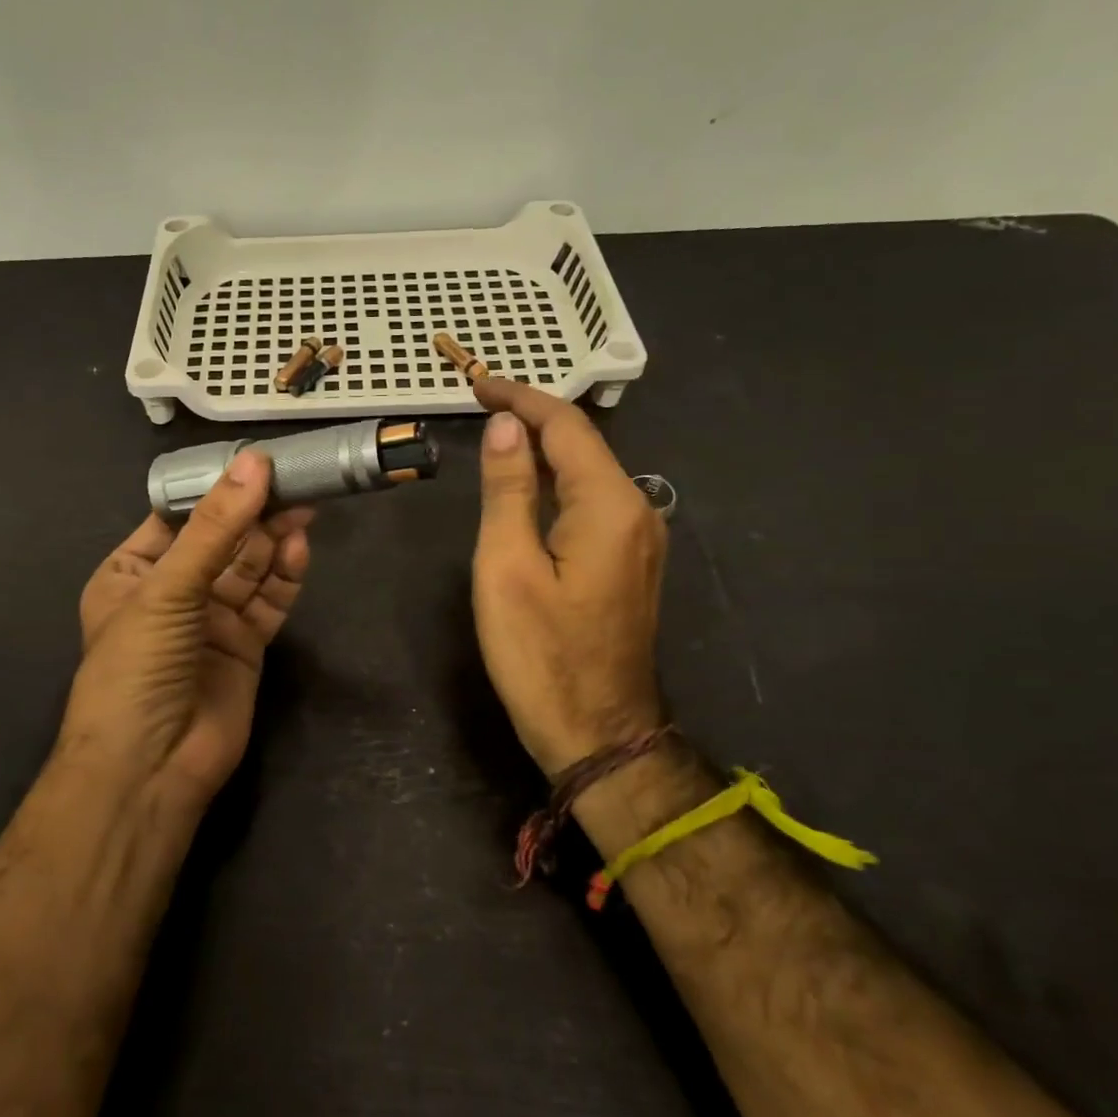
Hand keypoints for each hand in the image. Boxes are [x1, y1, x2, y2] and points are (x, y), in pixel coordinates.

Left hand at [59, 448, 313, 807]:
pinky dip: (284, 576)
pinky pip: (269, 601)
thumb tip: (254, 462)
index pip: (176, 517)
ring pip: (249, 568)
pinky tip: (299, 548)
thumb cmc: (136, 667)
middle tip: (293, 480)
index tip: (253, 460)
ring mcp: (211, 620)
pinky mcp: (245, 646)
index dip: (214, 489)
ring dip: (273, 539)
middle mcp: (172, 593)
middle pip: (220, 540)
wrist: (150, 767)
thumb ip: (215, 528)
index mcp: (131, 573)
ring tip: (303, 507)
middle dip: (253, 512)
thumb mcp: (167, 589)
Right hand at [471, 378, 666, 774]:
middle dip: (532, 419)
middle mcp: (636, 511)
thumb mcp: (507, 567)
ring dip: (543, 449)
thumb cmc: (541, 653)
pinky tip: (528, 484)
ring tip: (496, 435)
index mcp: (609, 505)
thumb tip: (506, 427)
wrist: (598, 731)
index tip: (477, 386)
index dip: (520, 399)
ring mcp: (640, 538)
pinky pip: (593, 502)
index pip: (564, 427)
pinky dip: (557, 481)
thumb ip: (507, 491)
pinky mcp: (630, 562)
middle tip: (480, 405)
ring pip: (589, 472)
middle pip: (582, 445)